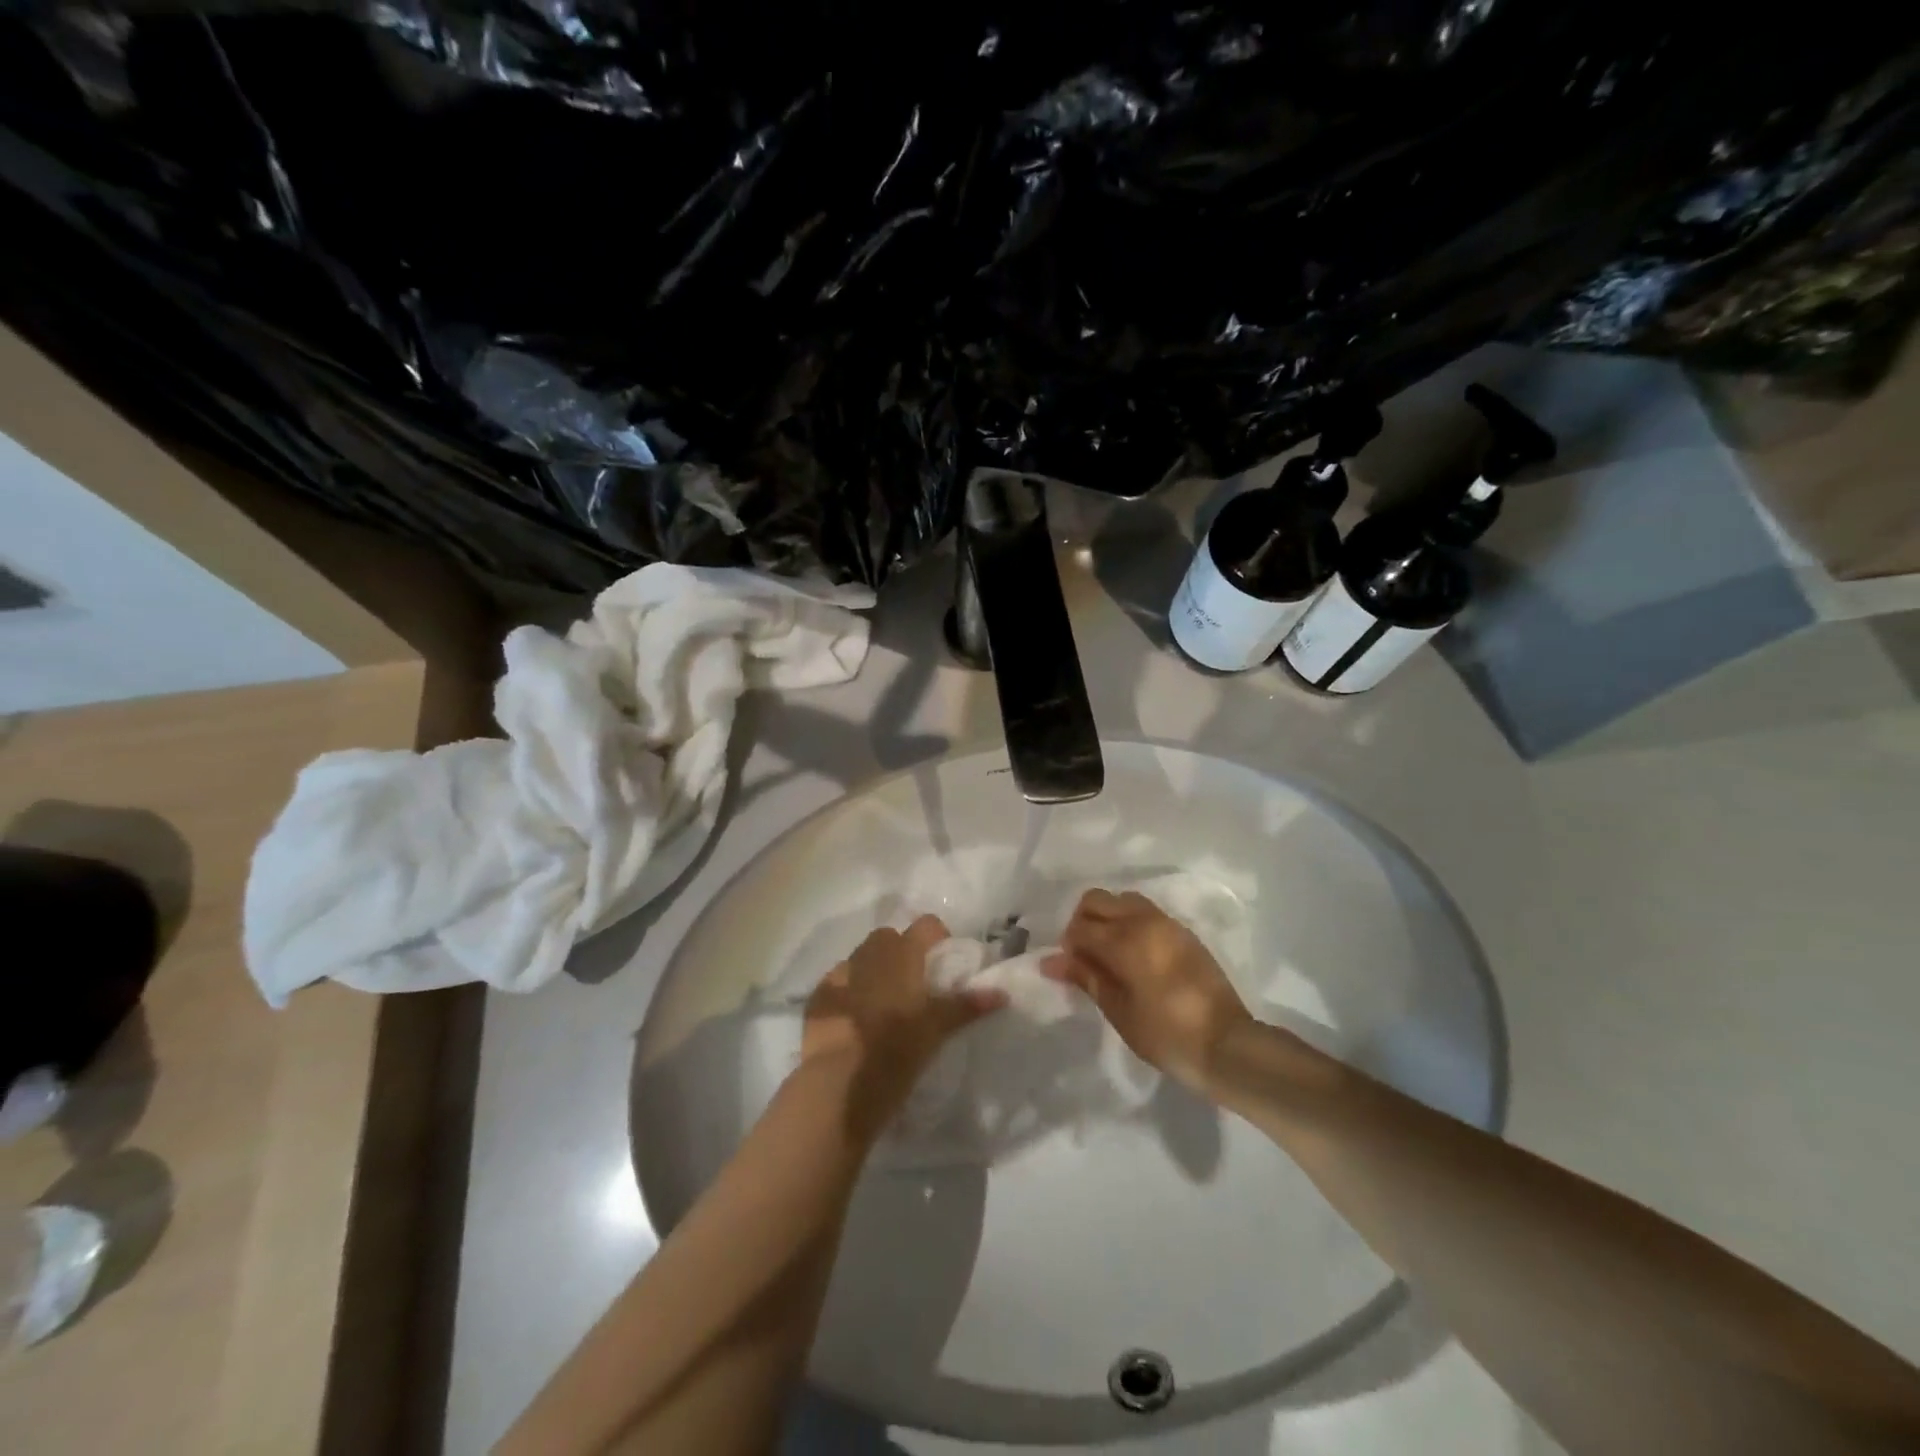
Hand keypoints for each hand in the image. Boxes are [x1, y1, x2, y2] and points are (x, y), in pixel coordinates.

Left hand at [803, 915, 1005, 1120]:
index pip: (926, 925)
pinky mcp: (817, 999)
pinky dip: (847, 993)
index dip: (937, 937)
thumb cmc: (895, 1052)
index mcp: (901, 956)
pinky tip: (852, 1021)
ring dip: (872, 971)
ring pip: (860, 959)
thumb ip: (966, 1006)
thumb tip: (1002, 993)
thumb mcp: (936, 1030)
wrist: (837, 1086)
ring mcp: (839, 975)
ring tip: (882, 1005)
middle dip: (901, 952)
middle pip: (888, 937)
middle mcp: (869, 955)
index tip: (943, 962)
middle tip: (913, 986)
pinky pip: (837, 984)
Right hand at [1042, 889, 1254, 1093]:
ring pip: (1123, 900)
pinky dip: (1130, 922)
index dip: (1068, 946)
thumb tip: (1051, 961)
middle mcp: (1143, 920)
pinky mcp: (1183, 932)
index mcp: (1124, 940)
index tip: (1069, 969)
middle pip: (1097, 900)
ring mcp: (1166, 923)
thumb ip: (1085, 977)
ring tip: (1109, 954)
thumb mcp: (1118, 1010)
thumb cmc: (1165, 1034)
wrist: (1226, 1044)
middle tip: (1085, 956)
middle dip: (1083, 922)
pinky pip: (1146, 912)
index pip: (1080, 927)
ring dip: (1108, 918)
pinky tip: (1134, 955)